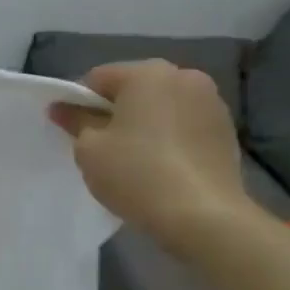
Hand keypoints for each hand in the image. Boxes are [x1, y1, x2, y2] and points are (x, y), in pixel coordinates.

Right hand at [50, 61, 254, 251]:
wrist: (203, 216)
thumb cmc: (137, 174)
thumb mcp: (90, 149)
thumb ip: (75, 121)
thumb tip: (62, 107)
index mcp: (147, 73)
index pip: (98, 79)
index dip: (78, 103)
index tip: (73, 132)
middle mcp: (183, 76)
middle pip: (133, 89)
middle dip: (114, 111)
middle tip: (101, 147)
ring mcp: (211, 102)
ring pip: (161, 107)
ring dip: (144, 124)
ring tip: (134, 159)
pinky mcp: (227, 130)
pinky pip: (183, 125)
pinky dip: (168, 137)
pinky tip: (161, 167)